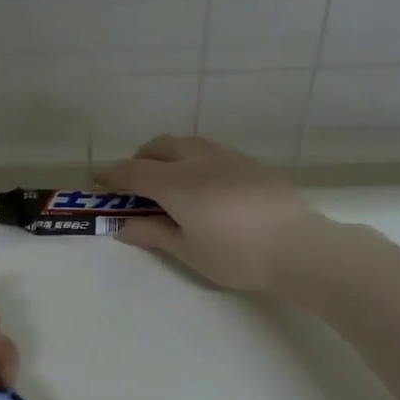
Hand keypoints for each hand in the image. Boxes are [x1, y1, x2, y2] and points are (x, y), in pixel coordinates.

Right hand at [97, 135, 325, 292]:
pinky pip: (210, 151)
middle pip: (159, 146)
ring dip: (168, 155)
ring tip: (168, 182)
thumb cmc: (236, 255)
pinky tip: (203, 187)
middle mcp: (198, 160)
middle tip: (135, 184)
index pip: (134, 171)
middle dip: (140, 159)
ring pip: (187, 143)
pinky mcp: (250, 163)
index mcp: (176, 183)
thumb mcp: (188, 251)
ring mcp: (228, 158)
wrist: (300, 248)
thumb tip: (122, 226)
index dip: (113, 176)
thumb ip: (153, 234)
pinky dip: (193, 159)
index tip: (99, 183)